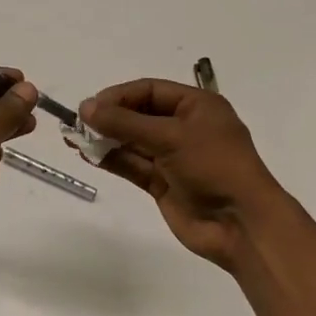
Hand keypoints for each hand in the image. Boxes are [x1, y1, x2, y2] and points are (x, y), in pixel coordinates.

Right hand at [77, 79, 289, 270]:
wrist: (242, 225)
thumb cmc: (214, 167)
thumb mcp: (171, 137)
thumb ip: (125, 123)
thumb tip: (86, 107)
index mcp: (197, 106)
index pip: (150, 90)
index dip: (119, 96)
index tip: (90, 106)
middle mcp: (184, 127)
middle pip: (139, 115)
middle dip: (109, 118)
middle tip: (77, 123)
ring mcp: (173, 157)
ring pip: (133, 142)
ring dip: (105, 139)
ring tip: (74, 139)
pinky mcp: (163, 183)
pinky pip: (133, 165)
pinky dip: (112, 160)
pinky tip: (88, 156)